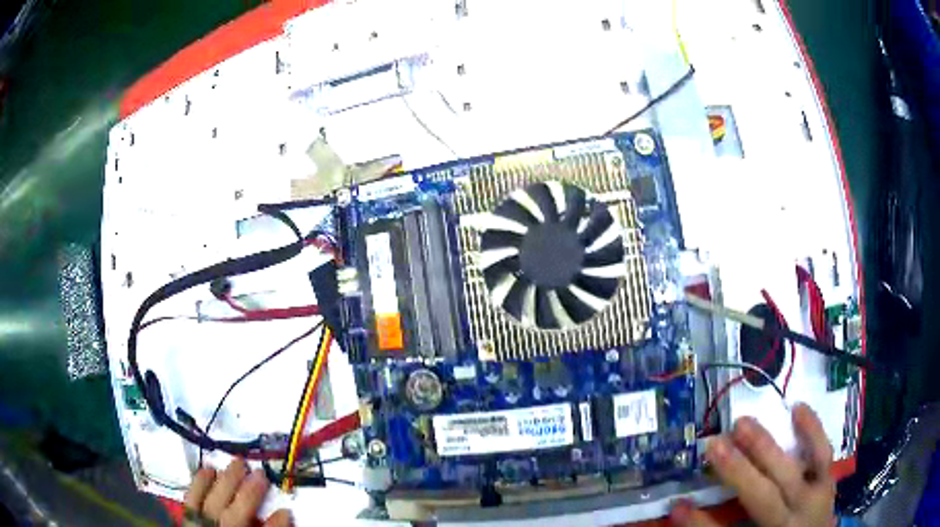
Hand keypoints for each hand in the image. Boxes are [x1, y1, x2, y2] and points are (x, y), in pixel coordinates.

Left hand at [184, 458, 290, 526]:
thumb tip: (283, 517)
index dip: (274, 525)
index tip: (286, 510)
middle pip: (232, 515)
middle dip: (247, 494)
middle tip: (260, 474)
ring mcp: (198, 526)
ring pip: (210, 503)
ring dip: (224, 483)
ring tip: (237, 465)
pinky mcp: (187, 520)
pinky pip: (190, 500)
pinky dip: (199, 484)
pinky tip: (209, 470)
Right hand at [671, 403, 835, 525]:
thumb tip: (682, 508)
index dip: (701, 522)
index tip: (678, 505)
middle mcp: (790, 519)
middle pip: (763, 496)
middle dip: (738, 471)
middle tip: (714, 444)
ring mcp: (813, 498)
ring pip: (791, 472)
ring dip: (766, 447)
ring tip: (743, 423)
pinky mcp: (827, 480)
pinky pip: (822, 453)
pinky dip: (811, 430)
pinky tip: (797, 407)